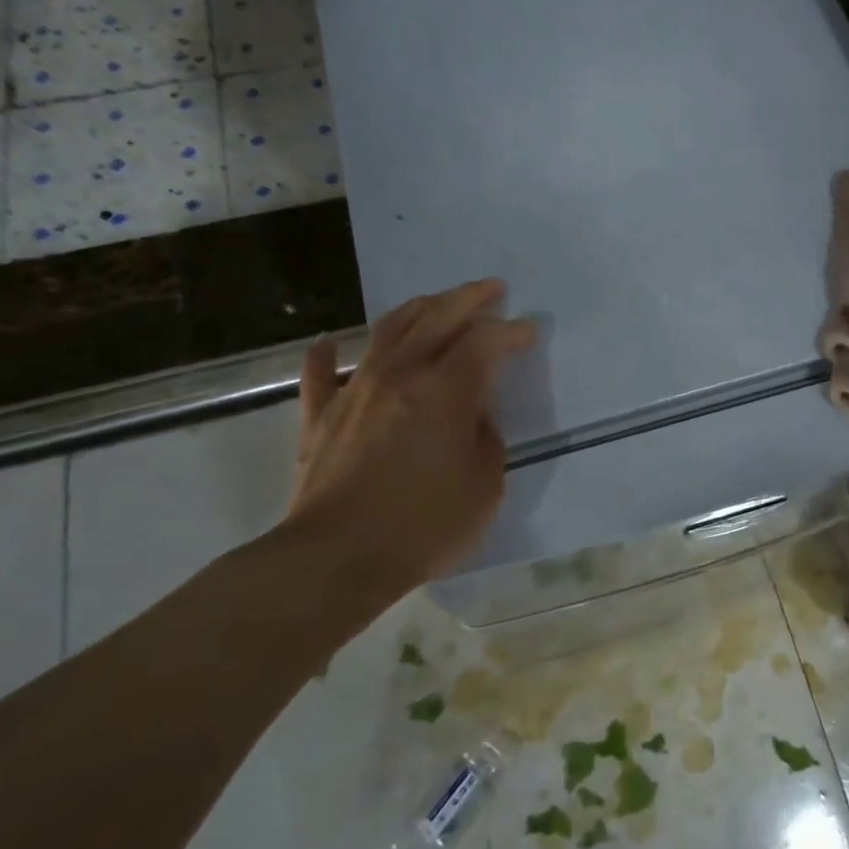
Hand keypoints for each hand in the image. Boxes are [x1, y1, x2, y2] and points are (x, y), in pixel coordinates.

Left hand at [286, 279, 536, 596]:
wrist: (335, 558)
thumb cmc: (423, 525)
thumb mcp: (485, 485)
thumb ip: (485, 438)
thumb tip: (472, 416)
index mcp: (446, 389)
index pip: (485, 341)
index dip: (511, 331)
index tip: (529, 331)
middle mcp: (400, 374)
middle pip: (436, 318)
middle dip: (468, 298)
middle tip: (491, 289)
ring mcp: (354, 390)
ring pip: (387, 331)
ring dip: (416, 309)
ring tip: (435, 301)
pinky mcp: (319, 417)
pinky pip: (320, 374)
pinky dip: (326, 354)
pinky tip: (330, 340)